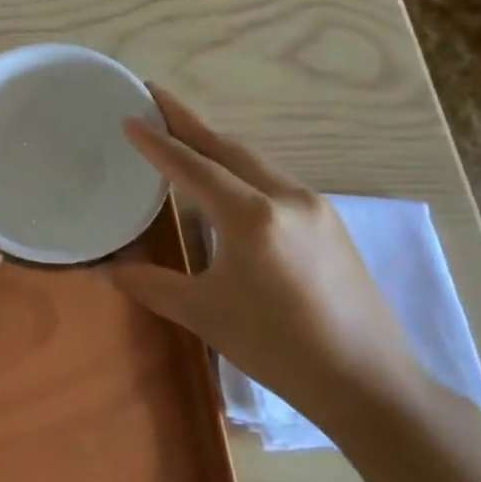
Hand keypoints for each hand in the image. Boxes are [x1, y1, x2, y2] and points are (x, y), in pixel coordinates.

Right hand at [109, 88, 421, 423]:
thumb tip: (109, 268)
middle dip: (188, 120)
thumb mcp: (205, 315)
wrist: (372, 386)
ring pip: (254, 160)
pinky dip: (243, 167)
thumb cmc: (279, 349)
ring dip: (216, 143)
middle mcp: (284, 197)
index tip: (129, 116)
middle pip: (226, 147)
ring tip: (185, 131)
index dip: (156, 141)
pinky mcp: (330, 222)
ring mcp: (314, 206)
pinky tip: (231, 179)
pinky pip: (275, 180)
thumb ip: (152, 284)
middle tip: (155, 95)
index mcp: (250, 216)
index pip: (191, 166)